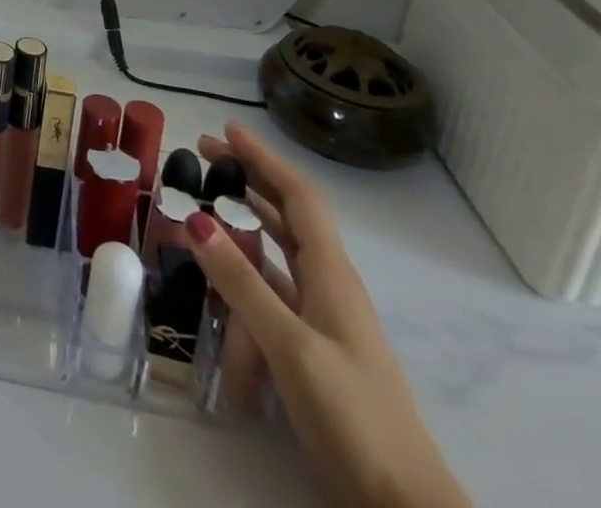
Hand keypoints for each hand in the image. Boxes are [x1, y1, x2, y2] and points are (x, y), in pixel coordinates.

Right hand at [186, 124, 471, 507]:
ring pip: (272, 263)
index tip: (227, 130)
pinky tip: (215, 306)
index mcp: (332, 276)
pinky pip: (268, 306)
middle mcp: (328, 288)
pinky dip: (240, 296)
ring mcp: (322, 322)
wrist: (405, 507)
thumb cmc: (354, 417)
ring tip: (195, 227)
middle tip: (201, 159)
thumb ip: (241, 283)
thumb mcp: (290, 346)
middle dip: (245, 185)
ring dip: (236, 244)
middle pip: (285, 219)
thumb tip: (195, 218)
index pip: (297, 198)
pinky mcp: (312, 353)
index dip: (264, 159)